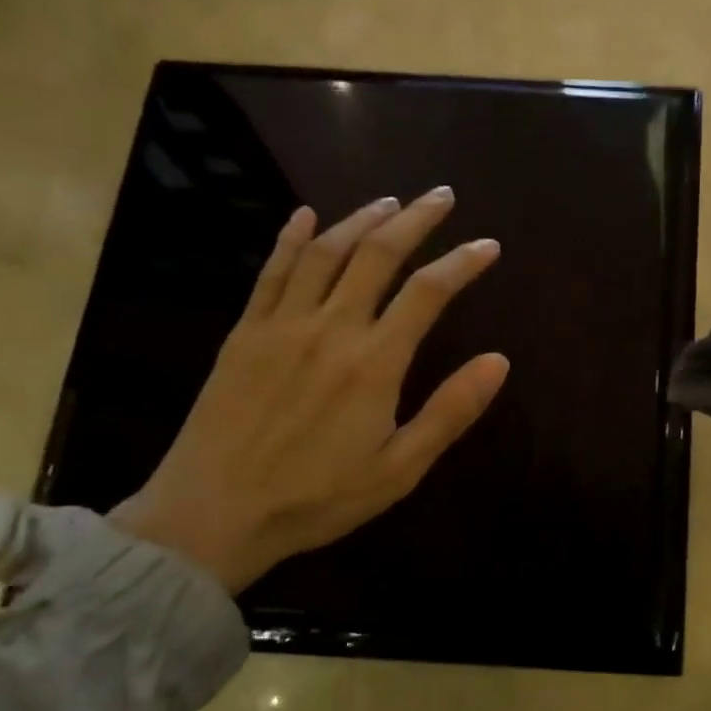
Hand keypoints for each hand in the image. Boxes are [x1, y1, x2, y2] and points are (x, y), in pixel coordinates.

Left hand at [111, 190, 508, 592]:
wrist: (211, 515)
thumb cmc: (317, 498)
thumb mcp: (399, 468)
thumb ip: (450, 411)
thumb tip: (499, 361)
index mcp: (374, 362)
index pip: (429, 293)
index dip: (463, 263)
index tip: (488, 246)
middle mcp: (331, 328)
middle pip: (378, 254)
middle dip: (415, 219)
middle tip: (441, 196)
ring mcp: (282, 324)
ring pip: (326, 252)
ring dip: (361, 218)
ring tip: (390, 201)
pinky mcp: (245, 333)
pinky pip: (272, 271)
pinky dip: (291, 237)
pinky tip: (306, 215)